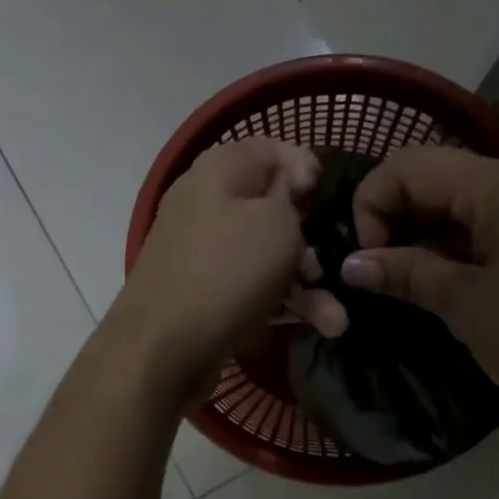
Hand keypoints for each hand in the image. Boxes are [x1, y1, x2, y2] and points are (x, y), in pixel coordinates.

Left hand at [112, 138, 341, 397]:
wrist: (162, 349)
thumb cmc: (227, 272)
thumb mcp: (278, 224)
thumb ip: (294, 198)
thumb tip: (291, 190)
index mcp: (219, 169)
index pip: (273, 149)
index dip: (309, 170)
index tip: (332, 203)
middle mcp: (206, 202)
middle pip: (273, 208)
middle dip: (314, 241)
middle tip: (336, 268)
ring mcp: (201, 249)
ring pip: (266, 255)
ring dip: (307, 285)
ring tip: (337, 321)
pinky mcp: (202, 290)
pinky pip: (250, 285)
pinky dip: (281, 302)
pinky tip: (317, 328)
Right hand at [341, 146, 498, 416]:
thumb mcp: (469, 307)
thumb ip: (407, 274)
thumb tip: (351, 264)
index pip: (410, 166)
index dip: (372, 206)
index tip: (367, 261)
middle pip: (437, 176)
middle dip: (395, 219)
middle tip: (379, 274)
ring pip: (462, 201)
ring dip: (424, 235)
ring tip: (405, 283)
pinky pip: (491, 222)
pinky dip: (457, 245)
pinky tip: (444, 283)